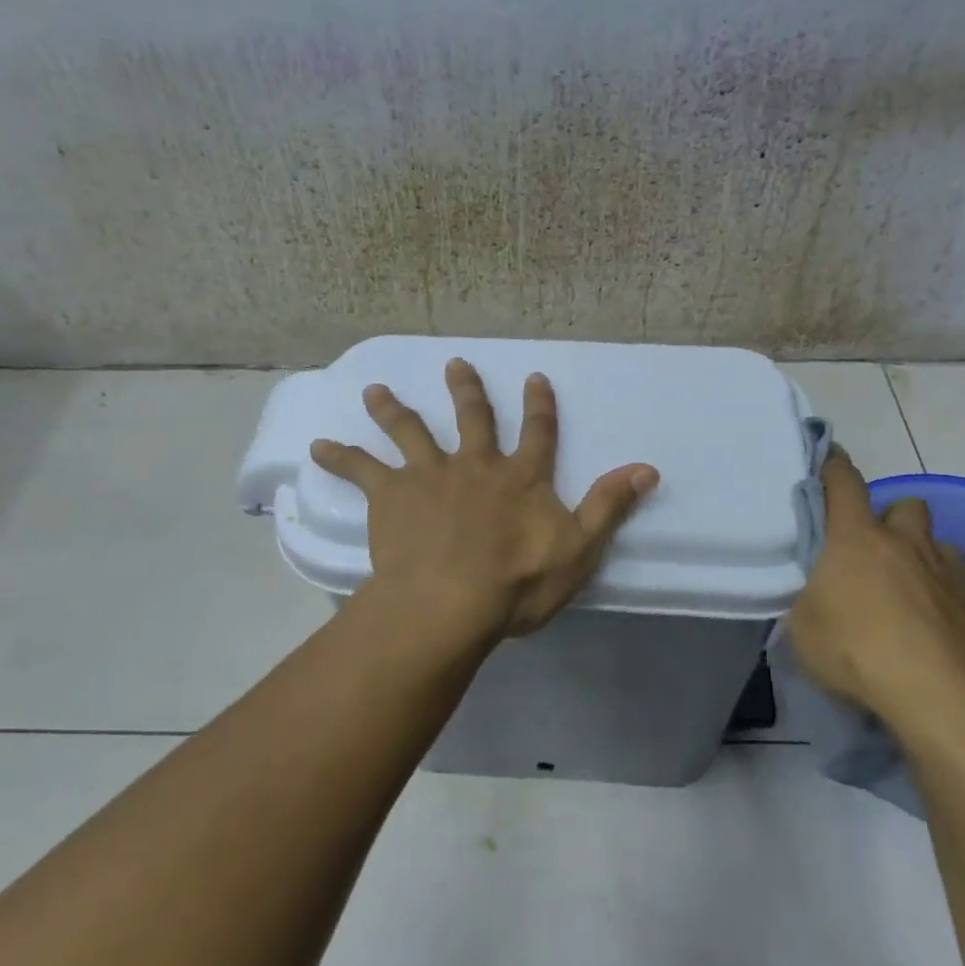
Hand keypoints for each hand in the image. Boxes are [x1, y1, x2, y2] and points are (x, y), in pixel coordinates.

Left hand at [309, 359, 659, 637]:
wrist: (450, 602)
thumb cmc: (517, 583)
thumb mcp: (578, 549)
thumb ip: (609, 506)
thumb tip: (647, 469)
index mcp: (520, 478)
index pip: (537, 433)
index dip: (540, 406)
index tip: (535, 377)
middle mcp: (476, 465)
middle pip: (472, 418)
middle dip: (466, 389)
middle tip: (455, 363)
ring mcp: (430, 475)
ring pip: (411, 431)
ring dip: (393, 409)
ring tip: (374, 390)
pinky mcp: (391, 495)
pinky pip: (361, 469)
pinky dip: (340, 456)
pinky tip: (317, 446)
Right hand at [788, 449, 964, 731]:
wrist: (940, 699)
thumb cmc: (856, 652)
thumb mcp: (804, 627)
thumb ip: (810, 599)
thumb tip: (819, 596)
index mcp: (857, 539)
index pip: (844, 483)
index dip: (834, 467)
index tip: (829, 458)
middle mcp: (908, 545)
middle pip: (908, 506)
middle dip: (892, 520)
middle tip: (875, 551)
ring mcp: (952, 575)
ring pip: (942, 546)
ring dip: (925, 559)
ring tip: (910, 592)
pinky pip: (963, 590)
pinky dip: (947, 601)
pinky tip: (936, 633)